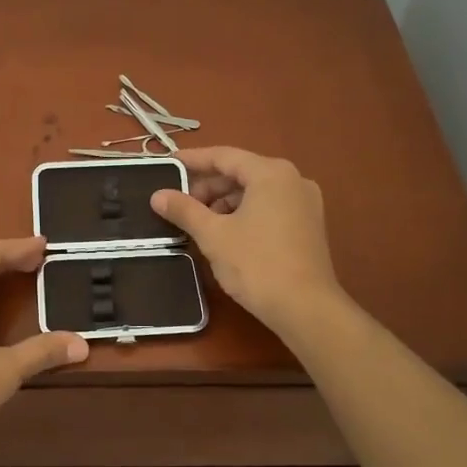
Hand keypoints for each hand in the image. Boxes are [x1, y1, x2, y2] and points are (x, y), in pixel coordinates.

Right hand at [149, 147, 342, 330]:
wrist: (306, 309)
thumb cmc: (257, 264)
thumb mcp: (213, 235)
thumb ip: (184, 210)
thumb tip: (157, 196)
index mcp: (271, 173)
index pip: (223, 156)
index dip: (192, 160)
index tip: (167, 165)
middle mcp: (293, 179)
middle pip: (240, 172)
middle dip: (208, 186)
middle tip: (179, 204)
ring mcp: (305, 203)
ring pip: (255, 191)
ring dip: (224, 202)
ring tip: (198, 223)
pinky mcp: (308, 225)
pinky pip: (269, 207)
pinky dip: (244, 213)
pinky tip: (225, 233)